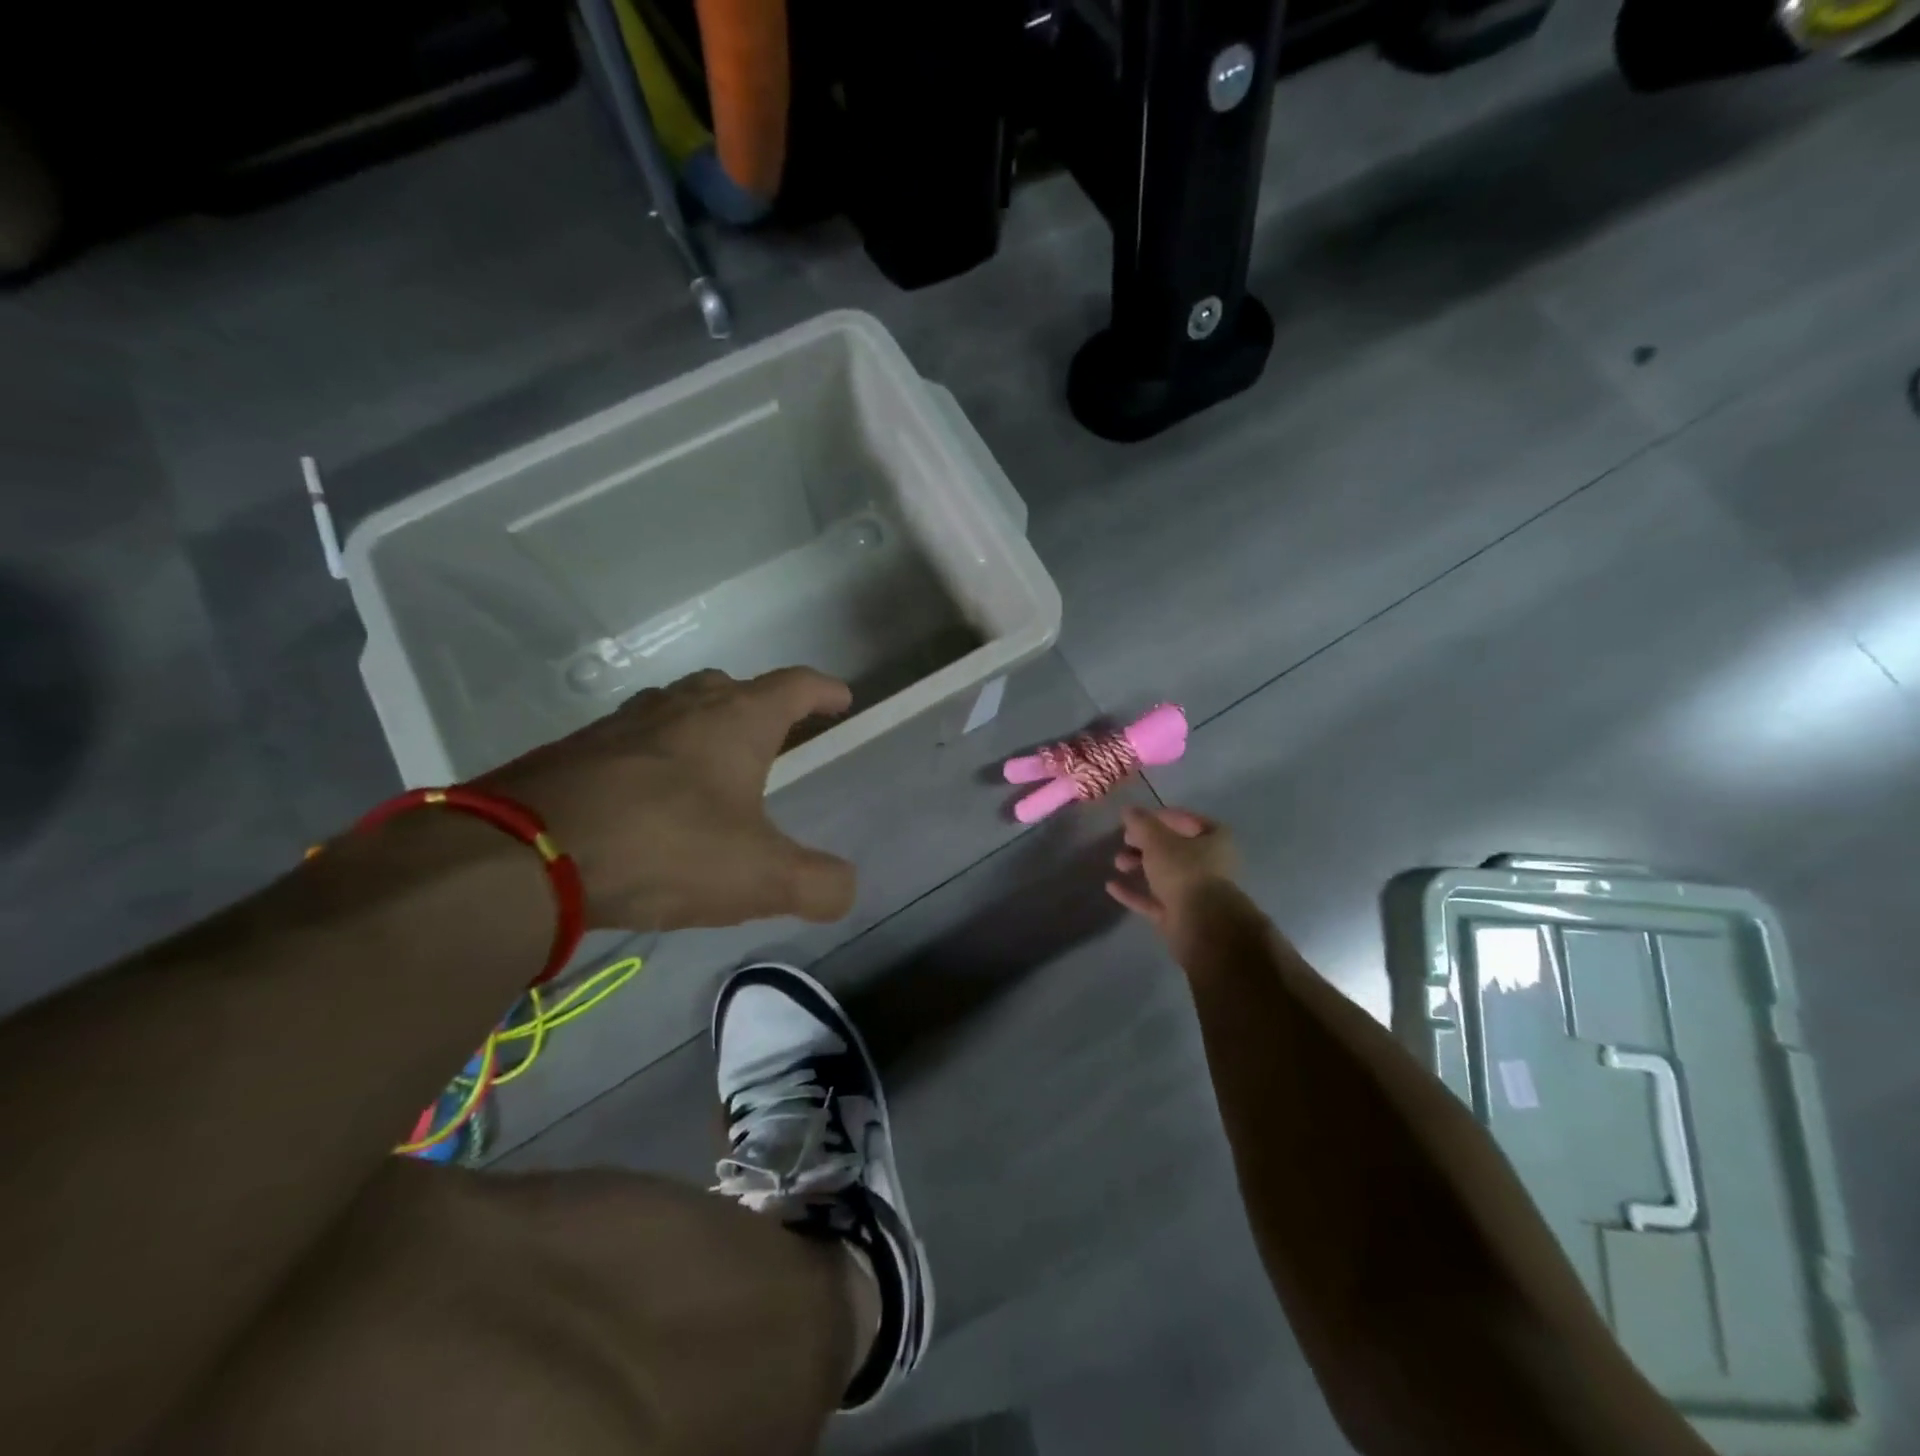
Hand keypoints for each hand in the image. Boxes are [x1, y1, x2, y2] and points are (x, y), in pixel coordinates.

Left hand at [482, 668, 857, 930]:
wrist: (524, 854)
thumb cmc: (665, 847)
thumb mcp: (759, 877)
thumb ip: (817, 884)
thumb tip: (846, 888)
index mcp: (735, 721)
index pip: (794, 685)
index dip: (823, 690)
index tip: (841, 699)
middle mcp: (680, 707)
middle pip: (730, 687)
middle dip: (759, 704)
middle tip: (774, 734)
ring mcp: (621, 723)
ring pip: (675, 707)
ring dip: (702, 725)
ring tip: (711, 761)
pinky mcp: (574, 750)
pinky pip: (630, 739)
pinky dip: (652, 755)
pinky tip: (646, 793)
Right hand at [1106, 805, 1239, 939]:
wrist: (1201, 925)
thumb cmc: (1184, 871)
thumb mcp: (1157, 840)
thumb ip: (1141, 823)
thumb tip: (1128, 810)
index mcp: (1216, 840)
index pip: (1187, 820)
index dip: (1160, 817)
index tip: (1136, 819)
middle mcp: (1210, 864)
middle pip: (1174, 848)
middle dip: (1145, 843)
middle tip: (1124, 840)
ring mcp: (1196, 892)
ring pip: (1164, 873)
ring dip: (1139, 865)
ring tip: (1117, 863)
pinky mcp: (1181, 915)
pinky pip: (1155, 899)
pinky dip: (1135, 892)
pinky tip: (1111, 886)